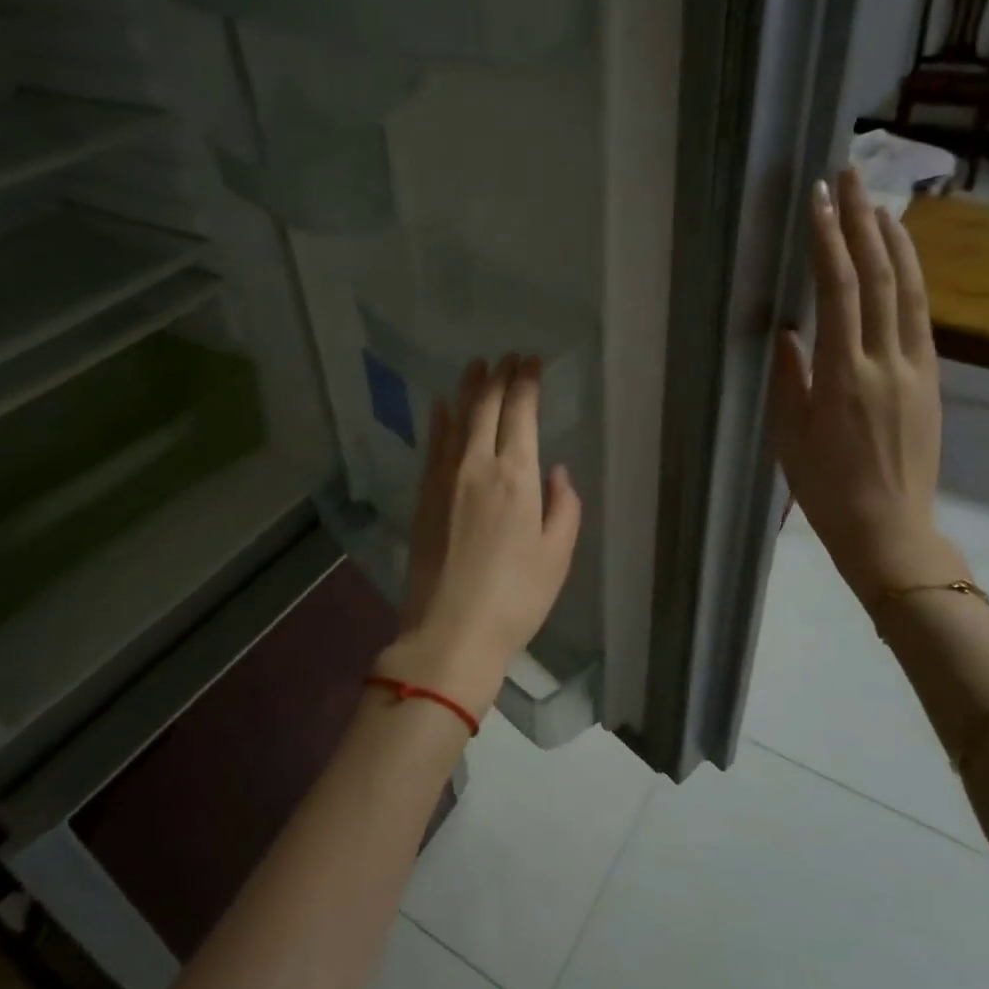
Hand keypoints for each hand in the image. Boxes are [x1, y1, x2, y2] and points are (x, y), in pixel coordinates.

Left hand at [379, 355, 582, 719]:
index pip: (521, 414)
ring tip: (477, 366)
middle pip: (486, 407)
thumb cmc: (515, 598)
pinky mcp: (424, 495)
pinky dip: (439, 420)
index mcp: (516, 477)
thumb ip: (564, 508)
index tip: (531, 361)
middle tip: (508, 357)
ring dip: (468, 389)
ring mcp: (445, 478)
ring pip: (456, 418)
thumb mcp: (557, 556)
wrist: (450, 631)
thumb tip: (556, 472)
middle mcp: (477, 465)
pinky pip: (433, 444)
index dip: (526, 382)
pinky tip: (440, 405)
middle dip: (498, 376)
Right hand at [770, 168, 963, 600]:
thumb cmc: (825, 488)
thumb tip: (787, 330)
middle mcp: (886, 361)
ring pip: (909, 290)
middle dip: (864, 221)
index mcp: (843, 376)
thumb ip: (789, 377)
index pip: (838, 291)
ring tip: (879, 202)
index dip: (829, 240)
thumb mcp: (789, 435)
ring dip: (894, 241)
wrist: (890, 529)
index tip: (819, 199)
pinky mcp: (932, 380)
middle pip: (879, 277)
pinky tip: (899, 260)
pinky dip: (909, 278)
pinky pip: (919, 316)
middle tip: (852, 175)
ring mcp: (916, 368)